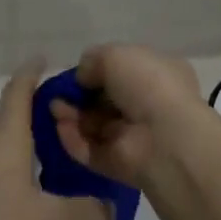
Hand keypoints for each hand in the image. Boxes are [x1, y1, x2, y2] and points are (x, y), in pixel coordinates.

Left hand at [0, 61, 115, 219]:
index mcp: (7, 135)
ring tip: (45, 152)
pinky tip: (19, 188)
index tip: (43, 58)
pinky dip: (7, 164)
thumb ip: (84, 213)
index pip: (19, 90)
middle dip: (31, 107)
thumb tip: (111, 209)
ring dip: (19, 138)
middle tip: (60, 114)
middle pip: (8, 113)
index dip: (31, 71)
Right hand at [49, 44, 205, 189]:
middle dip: (80, 96)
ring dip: (72, 116)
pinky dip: (73, 139)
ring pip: (95, 125)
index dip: (98, 71)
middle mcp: (148, 105)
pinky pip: (90, 150)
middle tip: (59, 94)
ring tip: (55, 109)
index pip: (124, 72)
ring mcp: (134, 137)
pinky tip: (60, 127)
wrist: (165, 138)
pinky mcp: (119, 164)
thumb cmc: (147, 84)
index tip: (77, 73)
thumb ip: (92, 61)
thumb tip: (82, 77)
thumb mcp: (115, 55)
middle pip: (106, 100)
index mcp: (158, 75)